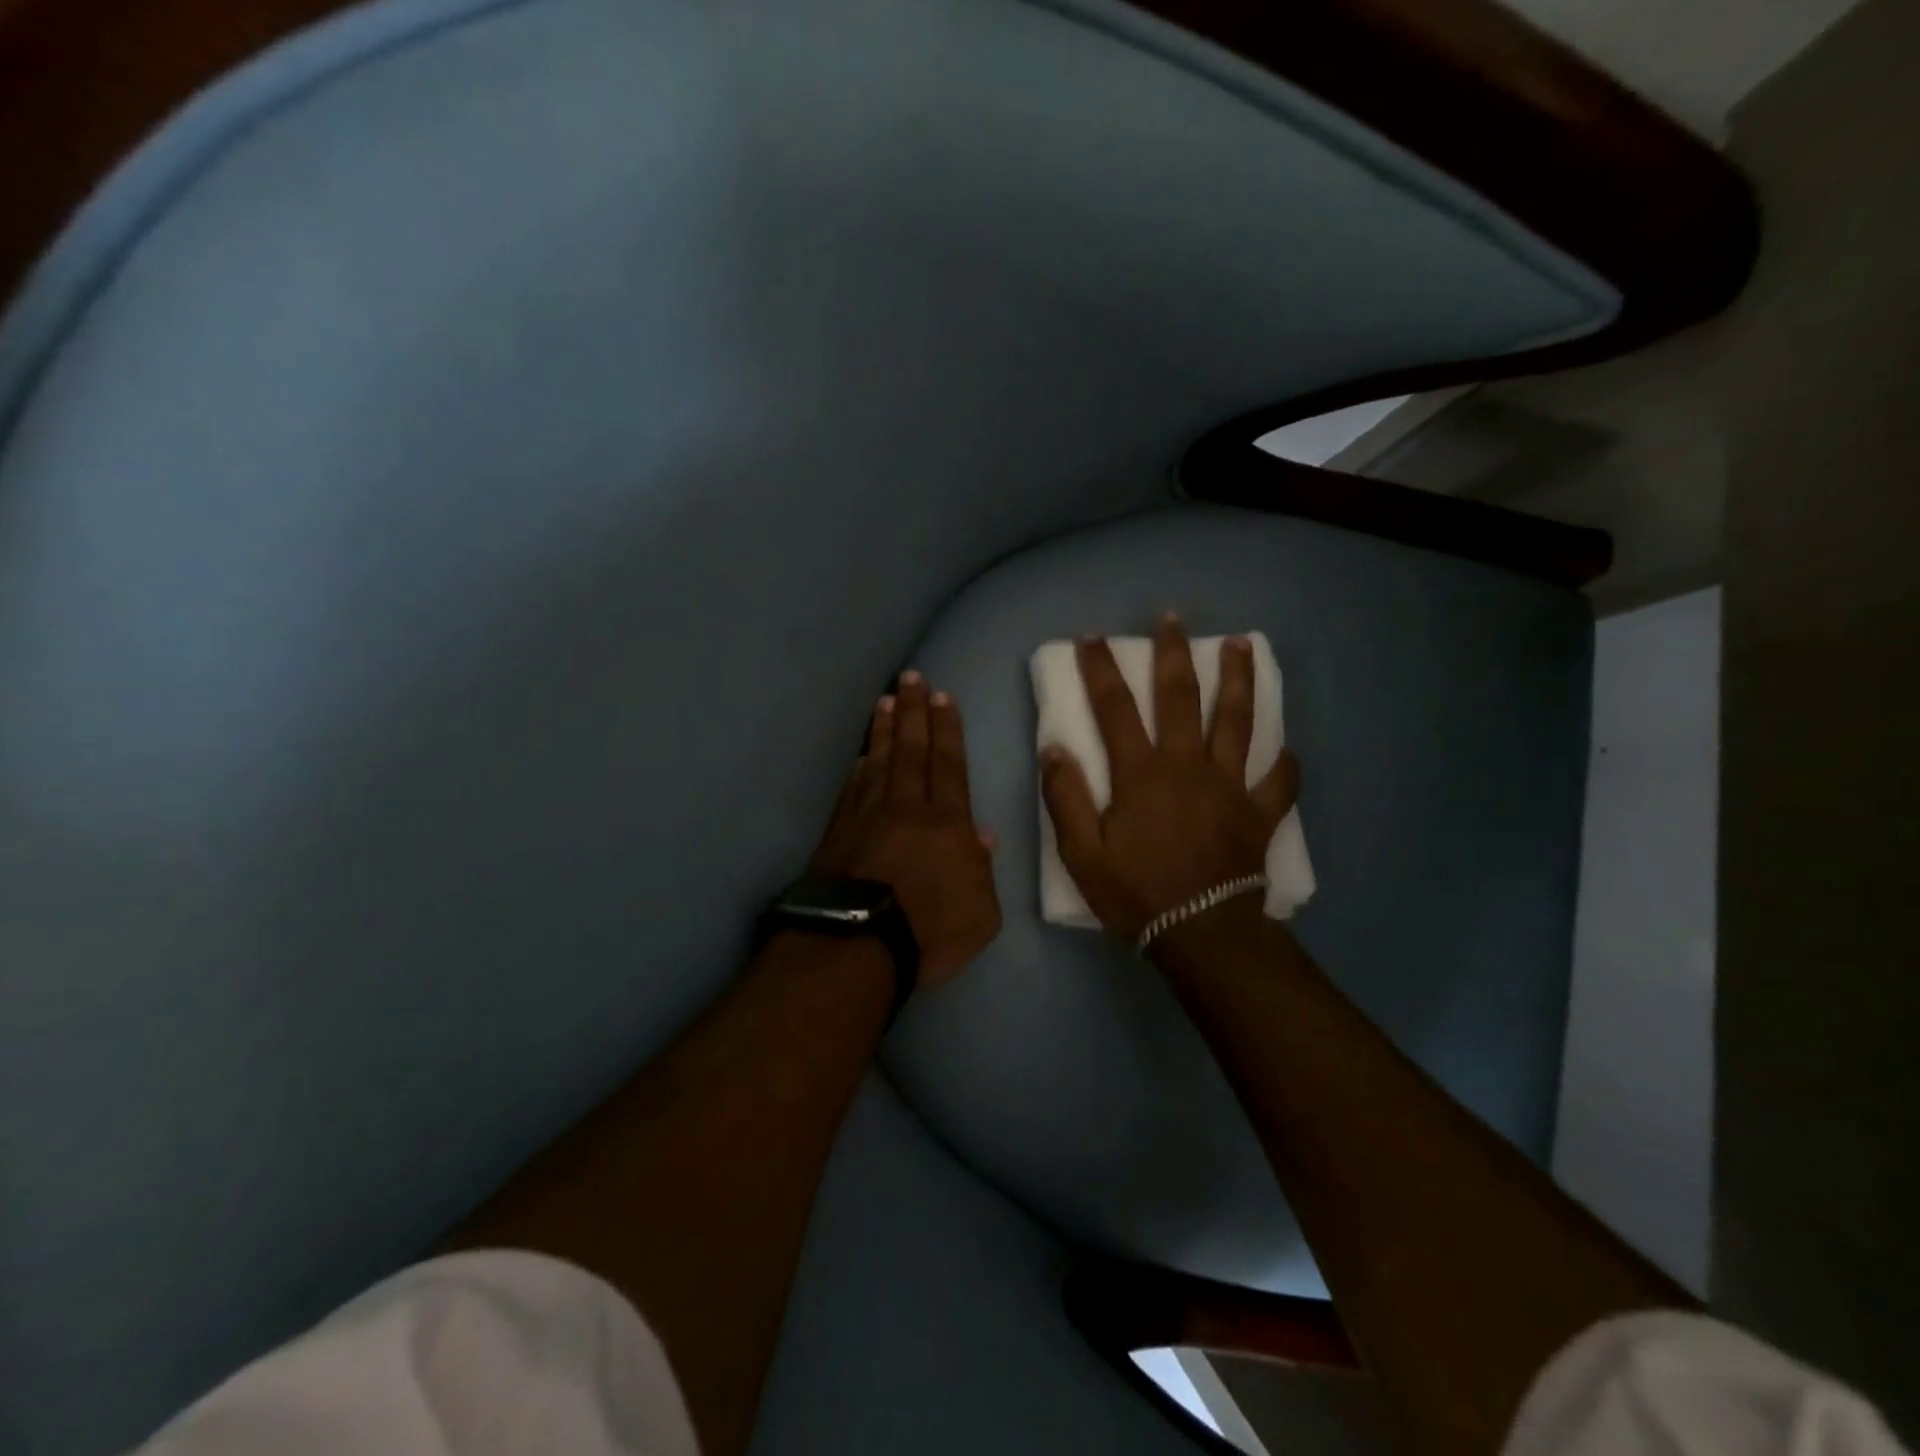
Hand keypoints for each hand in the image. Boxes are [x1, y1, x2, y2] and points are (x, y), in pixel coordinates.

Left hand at [811, 671, 1002, 987]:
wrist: (857, 946)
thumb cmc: (931, 932)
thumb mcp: (982, 912)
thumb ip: (983, 871)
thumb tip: (981, 836)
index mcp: (947, 822)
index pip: (948, 764)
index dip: (947, 728)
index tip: (942, 697)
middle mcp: (907, 807)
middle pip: (911, 749)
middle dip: (914, 711)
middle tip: (912, 678)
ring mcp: (867, 816)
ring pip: (879, 761)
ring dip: (884, 728)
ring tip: (886, 700)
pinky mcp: (838, 832)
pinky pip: (852, 788)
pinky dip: (859, 767)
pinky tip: (861, 755)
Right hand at [1040, 614, 1298, 942]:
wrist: (1201, 933)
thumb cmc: (1136, 893)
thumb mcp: (1081, 853)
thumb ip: (1065, 798)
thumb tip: (1055, 749)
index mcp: (1141, 774)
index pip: (1115, 708)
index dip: (1101, 670)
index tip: (1093, 638)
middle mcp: (1187, 766)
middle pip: (1181, 698)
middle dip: (1173, 654)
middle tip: (1173, 619)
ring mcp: (1230, 786)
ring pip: (1237, 721)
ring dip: (1238, 680)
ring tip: (1242, 645)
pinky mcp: (1259, 812)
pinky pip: (1278, 782)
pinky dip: (1284, 764)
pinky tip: (1287, 750)